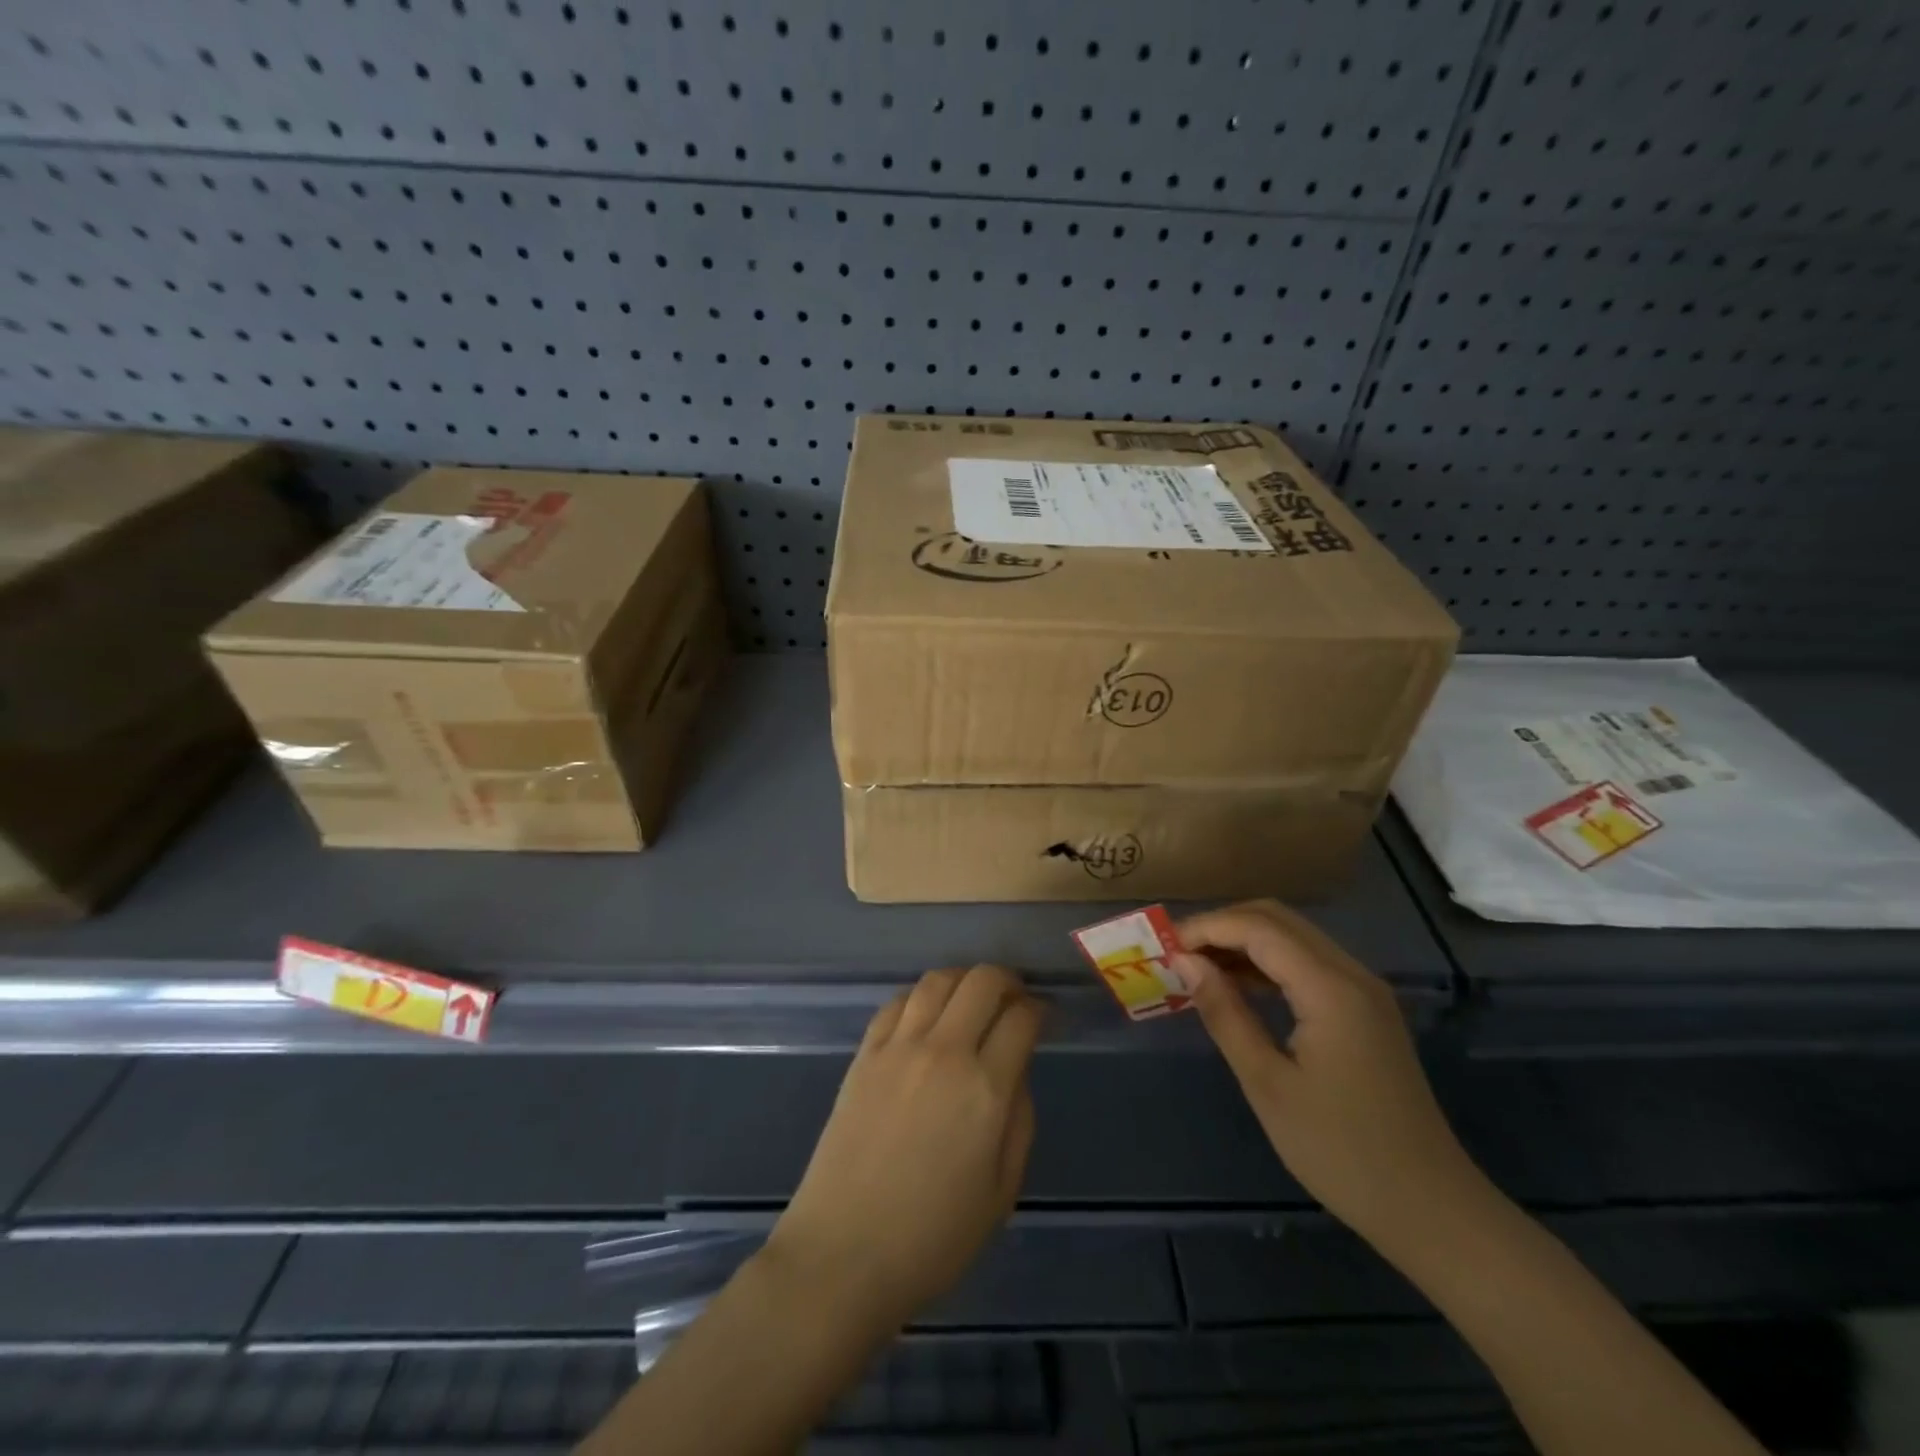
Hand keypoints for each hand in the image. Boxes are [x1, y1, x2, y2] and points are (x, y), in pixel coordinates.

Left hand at [765, 964, 1042, 1333]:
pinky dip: (920, 997)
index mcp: (985, 1089)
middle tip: (1014, 1000)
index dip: (1039, 1010)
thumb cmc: (933, 1238)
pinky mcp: (865, 1054)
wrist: (844, 1253)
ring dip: (963, 980)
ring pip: (937, 980)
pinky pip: (897, 1002)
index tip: (1043, 1018)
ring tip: (971, 1001)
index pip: (1021, 1018)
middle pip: (981, 981)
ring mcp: (898, 1047)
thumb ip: (1019, 1119)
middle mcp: (944, 1052)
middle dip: (1007, 981)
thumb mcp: (1001, 1191)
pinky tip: (926, 1017)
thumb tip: (1015, 1070)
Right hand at [1176, 900, 1482, 1249]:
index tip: (1164, 948)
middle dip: (1222, 926)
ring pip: (1293, 937)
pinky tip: (1238, 987)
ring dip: (1243, 942)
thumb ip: (1225, 1013)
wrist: (1430, 1209)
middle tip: (1179, 955)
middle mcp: (1351, 974)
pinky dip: (1268, 963)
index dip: (1206, 928)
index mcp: (1330, 989)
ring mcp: (1364, 991)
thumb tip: (1185, 963)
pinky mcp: (1366, 1010)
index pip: (1258, 928)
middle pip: (1277, 919)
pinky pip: (1308, 964)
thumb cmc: (1340, 1151)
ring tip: (1198, 969)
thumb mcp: (1267, 1083)